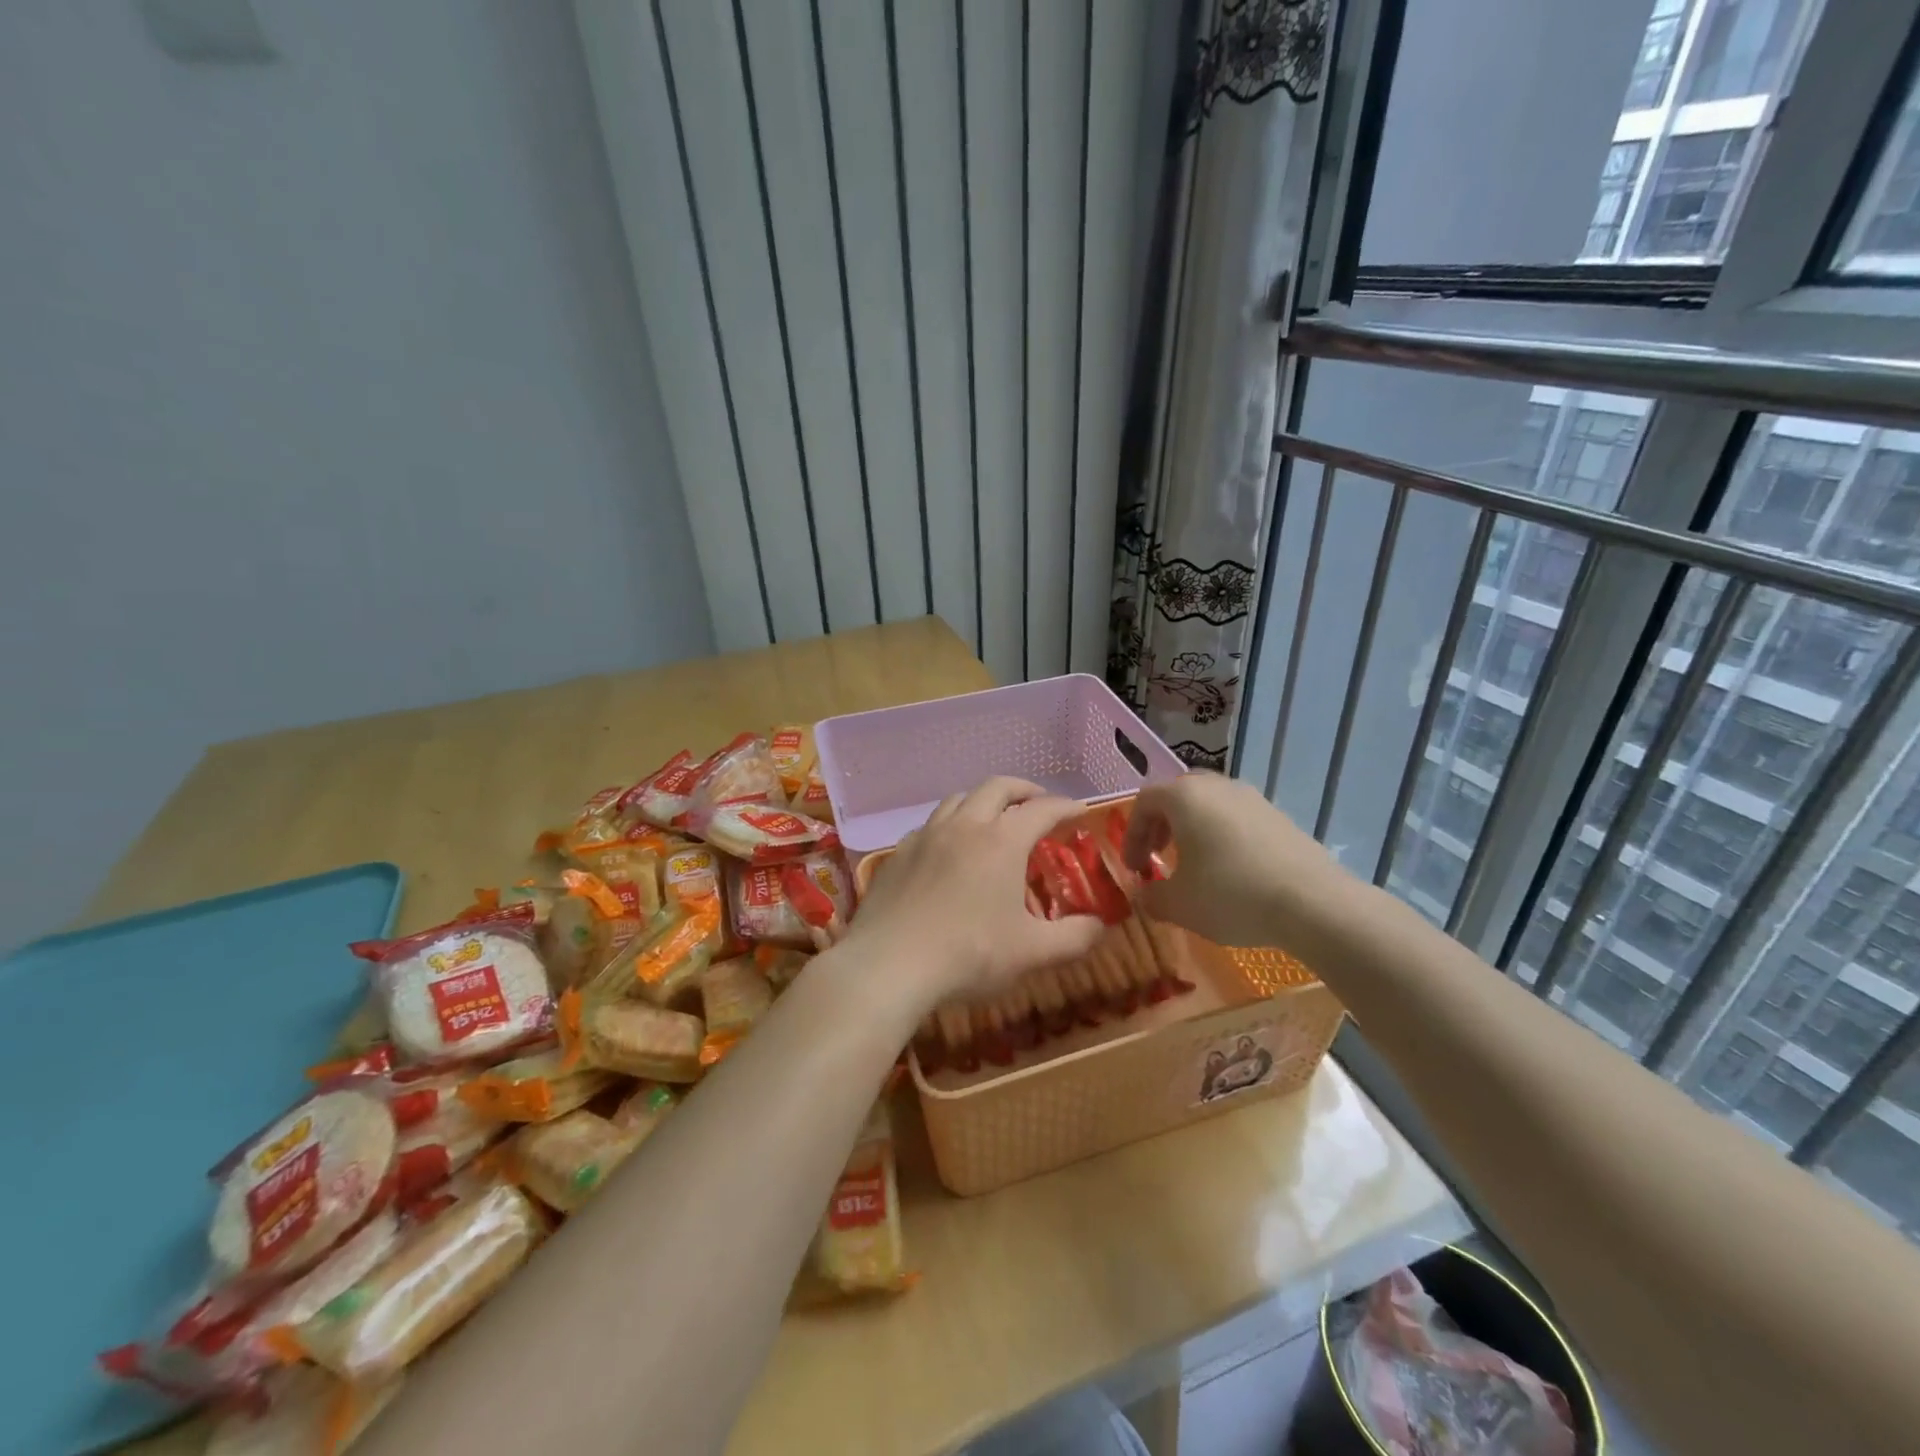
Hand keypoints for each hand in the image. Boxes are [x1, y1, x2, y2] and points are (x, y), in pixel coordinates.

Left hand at [840, 777, 1105, 1007]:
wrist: (888, 965)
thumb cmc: (968, 955)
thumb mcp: (1032, 953)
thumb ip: (1075, 937)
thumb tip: (1102, 926)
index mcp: (1001, 841)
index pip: (1042, 809)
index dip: (1065, 807)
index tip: (1080, 812)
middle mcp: (964, 826)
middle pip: (997, 787)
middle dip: (1024, 790)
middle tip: (1039, 804)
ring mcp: (926, 835)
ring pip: (959, 798)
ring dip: (984, 800)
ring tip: (994, 819)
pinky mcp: (899, 852)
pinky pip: (931, 824)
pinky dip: (951, 824)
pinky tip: (950, 848)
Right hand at [1123, 773, 1350, 949]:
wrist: (1313, 903)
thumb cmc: (1231, 895)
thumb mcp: (1178, 904)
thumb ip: (1151, 896)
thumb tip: (1145, 894)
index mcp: (1184, 797)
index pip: (1144, 802)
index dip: (1131, 834)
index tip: (1135, 868)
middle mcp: (1217, 786)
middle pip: (1177, 795)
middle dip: (1161, 825)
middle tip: (1158, 856)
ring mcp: (1252, 798)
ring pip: (1210, 805)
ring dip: (1193, 830)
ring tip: (1194, 865)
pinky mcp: (1279, 816)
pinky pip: (1237, 818)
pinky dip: (1222, 836)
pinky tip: (1231, 871)